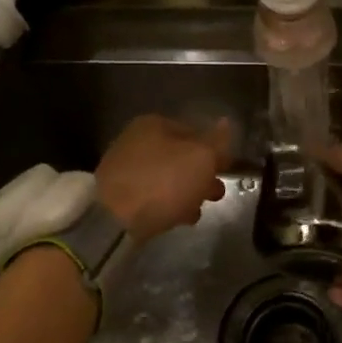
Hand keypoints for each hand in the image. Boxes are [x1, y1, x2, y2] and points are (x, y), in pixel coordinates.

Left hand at [97, 115, 230, 241]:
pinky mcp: (119, 195)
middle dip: (201, 175)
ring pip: (167, 178)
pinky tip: (178, 218)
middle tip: (215, 194)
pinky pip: (152, 195)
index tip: (226, 170)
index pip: (195, 132)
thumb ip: (217, 142)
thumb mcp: (201, 158)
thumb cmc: (163, 182)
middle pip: (180, 156)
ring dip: (186, 192)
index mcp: (154, 124)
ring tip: (197, 211)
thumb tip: (226, 123)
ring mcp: (125, 168)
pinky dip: (167, 204)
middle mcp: (136, 140)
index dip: (214, 151)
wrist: (115, 219)